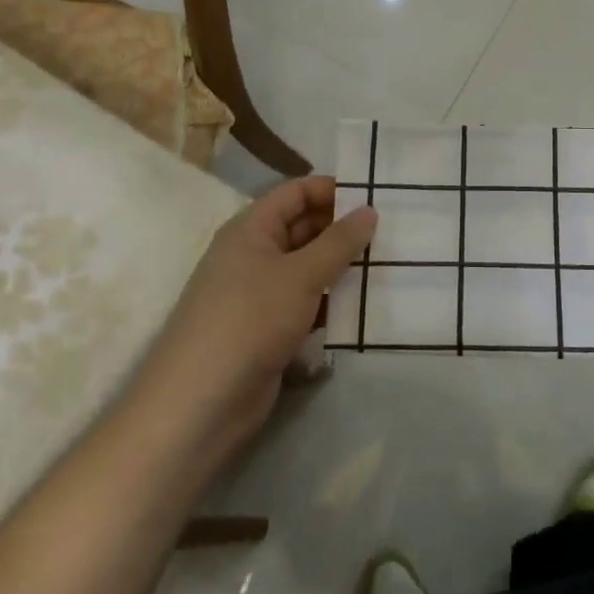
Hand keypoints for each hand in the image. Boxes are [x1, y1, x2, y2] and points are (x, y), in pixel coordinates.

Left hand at [145, 177, 375, 451]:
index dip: (332, 190)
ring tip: (388, 265)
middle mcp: (253, 254)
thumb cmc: (250, 320)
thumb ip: (338, 242)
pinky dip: (332, 301)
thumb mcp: (301, 274)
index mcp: (251, 229)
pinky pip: (307, 302)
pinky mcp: (269, 328)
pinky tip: (366, 306)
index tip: (375, 196)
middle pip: (303, 228)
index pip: (295, 193)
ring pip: (308, 268)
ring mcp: (260, 294)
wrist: (201, 403)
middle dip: (343, 229)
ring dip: (342, 267)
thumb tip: (369, 210)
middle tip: (391, 232)